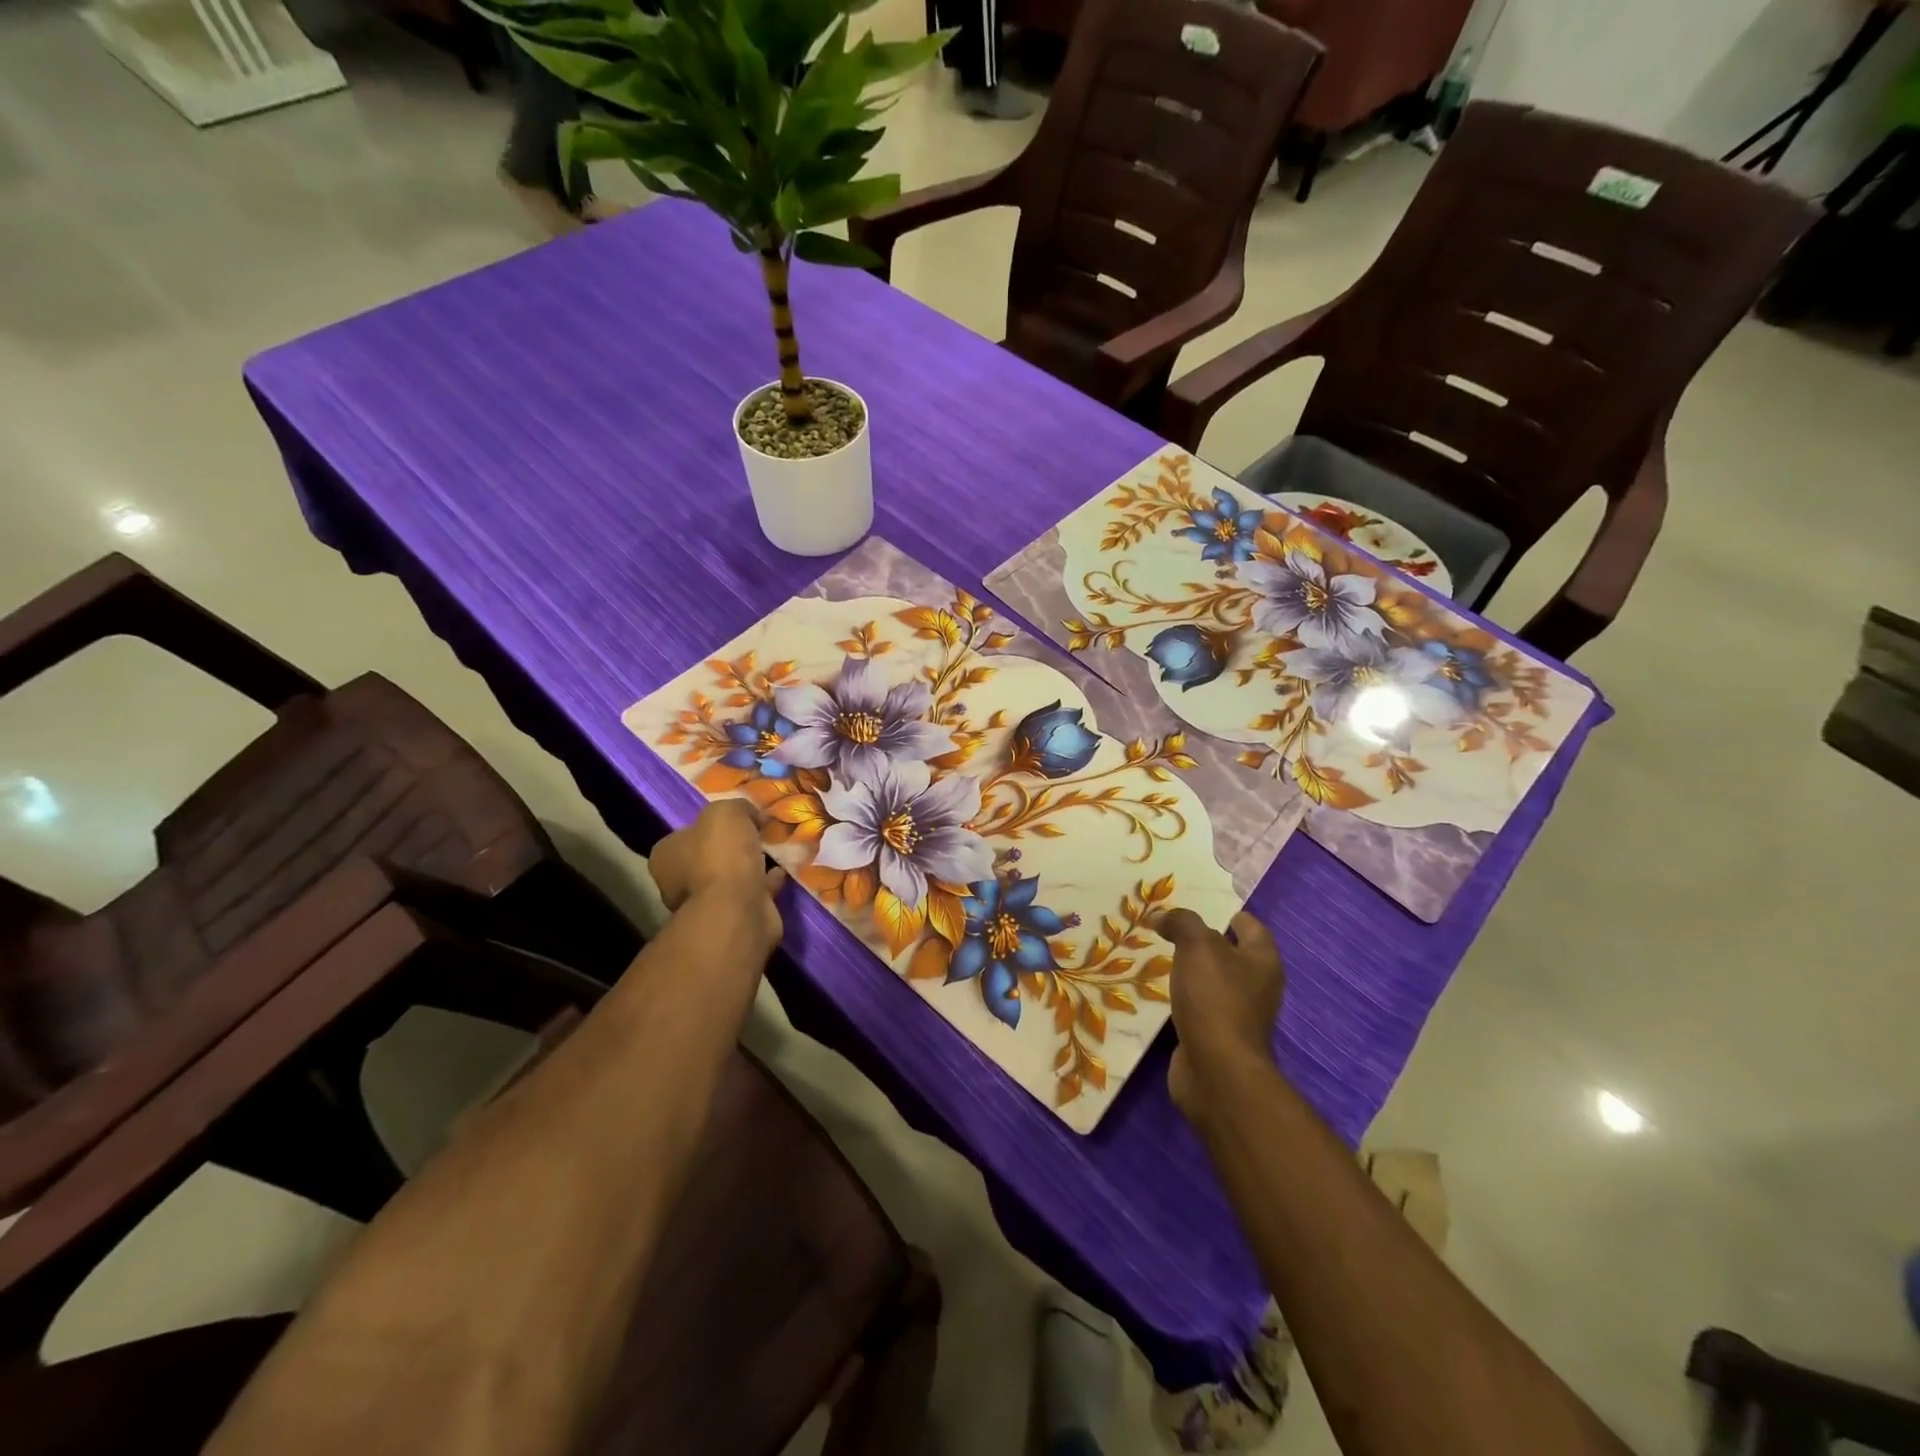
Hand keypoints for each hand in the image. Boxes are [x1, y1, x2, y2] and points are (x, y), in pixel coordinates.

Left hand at [651, 800, 785, 938]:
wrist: (737, 909)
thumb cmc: (720, 856)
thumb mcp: (727, 812)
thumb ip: (737, 808)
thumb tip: (751, 816)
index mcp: (666, 856)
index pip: (684, 835)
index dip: (710, 826)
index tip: (736, 819)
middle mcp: (679, 883)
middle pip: (708, 857)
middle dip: (732, 848)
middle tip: (759, 833)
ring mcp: (707, 904)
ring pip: (732, 877)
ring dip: (752, 865)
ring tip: (776, 849)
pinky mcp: (734, 918)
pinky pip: (753, 892)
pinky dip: (767, 882)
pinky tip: (783, 870)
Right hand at [1156, 908, 1284, 1122]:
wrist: (1216, 1070)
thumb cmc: (1215, 999)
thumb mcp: (1197, 946)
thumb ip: (1182, 922)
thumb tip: (1162, 916)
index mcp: (1262, 961)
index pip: (1251, 927)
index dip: (1229, 914)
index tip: (1200, 906)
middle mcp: (1257, 987)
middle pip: (1231, 955)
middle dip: (1203, 942)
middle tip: (1170, 929)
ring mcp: (1237, 1015)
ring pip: (1212, 982)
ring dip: (1190, 971)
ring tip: (1157, 956)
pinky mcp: (1216, 1037)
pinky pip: (1198, 1008)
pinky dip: (1181, 998)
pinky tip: (1157, 991)